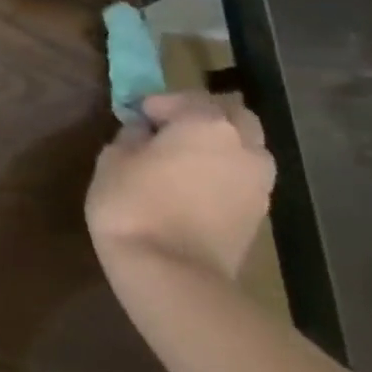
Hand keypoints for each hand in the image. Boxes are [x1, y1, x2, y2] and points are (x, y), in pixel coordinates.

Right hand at [86, 91, 274, 281]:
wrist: (172, 273)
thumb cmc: (133, 204)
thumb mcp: (112, 159)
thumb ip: (132, 137)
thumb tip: (144, 132)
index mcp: (206, 124)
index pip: (183, 98)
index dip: (156, 104)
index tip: (134, 117)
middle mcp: (244, 146)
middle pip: (233, 115)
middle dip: (202, 116)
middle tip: (168, 130)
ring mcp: (259, 182)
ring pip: (246, 147)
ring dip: (220, 145)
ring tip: (183, 160)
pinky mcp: (259, 213)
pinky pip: (244, 177)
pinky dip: (224, 173)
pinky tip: (195, 187)